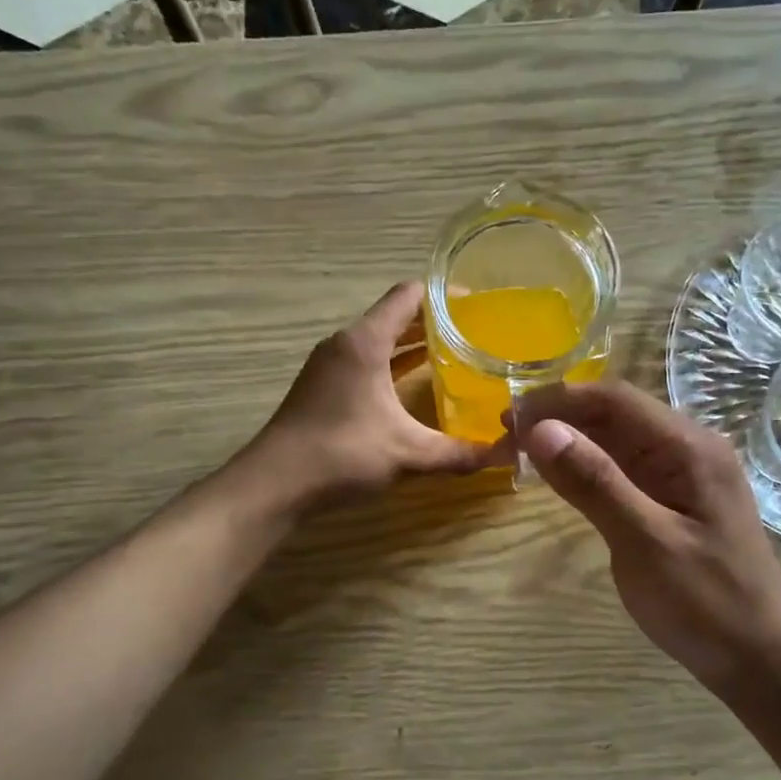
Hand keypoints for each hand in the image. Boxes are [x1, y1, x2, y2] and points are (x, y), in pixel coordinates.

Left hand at [248, 281, 511, 506]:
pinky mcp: (322, 387)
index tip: (478, 305)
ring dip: (412, 345)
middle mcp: (345, 343)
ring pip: (379, 341)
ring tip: (455, 356)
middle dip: (435, 322)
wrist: (274, 484)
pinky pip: (366, 361)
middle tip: (476, 333)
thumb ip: (458, 453)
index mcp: (365, 341)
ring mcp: (329, 365)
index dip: (444, 295)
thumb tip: (507, 455)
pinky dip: (392, 365)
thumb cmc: (342, 454)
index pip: (408, 296)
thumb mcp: (408, 453)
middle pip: (395, 317)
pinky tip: (415, 387)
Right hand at [514, 381, 780, 694]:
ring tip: (518, 452)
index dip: (558, 400)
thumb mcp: (646, 543)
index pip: (615, 399)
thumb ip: (595, 482)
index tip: (509, 417)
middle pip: (615, 413)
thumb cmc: (706, 604)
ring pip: (616, 439)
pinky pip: (624, 468)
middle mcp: (688, 448)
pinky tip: (558, 476)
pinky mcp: (673, 499)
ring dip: (569, 440)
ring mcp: (682, 474)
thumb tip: (541, 428)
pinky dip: (587, 466)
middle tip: (504, 438)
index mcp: (690, 448)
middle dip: (559, 417)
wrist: (758, 660)